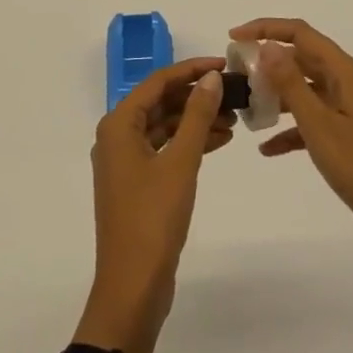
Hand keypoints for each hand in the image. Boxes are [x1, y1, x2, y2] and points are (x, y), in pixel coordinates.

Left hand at [78, 58, 233, 352]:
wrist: (132, 287)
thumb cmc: (153, 218)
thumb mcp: (181, 162)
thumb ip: (197, 116)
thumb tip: (212, 77)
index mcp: (118, 125)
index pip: (158, 81)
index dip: (192, 70)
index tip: (225, 65)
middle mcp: (117, 136)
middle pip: (161, 101)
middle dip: (197, 96)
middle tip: (234, 92)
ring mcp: (126, 161)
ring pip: (165, 126)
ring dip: (196, 120)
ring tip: (235, 118)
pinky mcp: (138, 183)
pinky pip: (165, 149)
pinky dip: (190, 143)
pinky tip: (220, 141)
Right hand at [234, 18, 352, 277]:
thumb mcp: (320, 125)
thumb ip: (291, 84)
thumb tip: (267, 46)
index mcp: (347, 73)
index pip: (302, 33)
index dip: (266, 28)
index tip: (233, 38)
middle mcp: (350, 85)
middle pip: (304, 59)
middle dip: (269, 63)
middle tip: (236, 76)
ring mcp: (352, 112)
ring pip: (307, 91)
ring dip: (277, 96)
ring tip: (246, 108)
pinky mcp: (352, 139)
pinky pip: (314, 122)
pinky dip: (291, 130)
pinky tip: (267, 149)